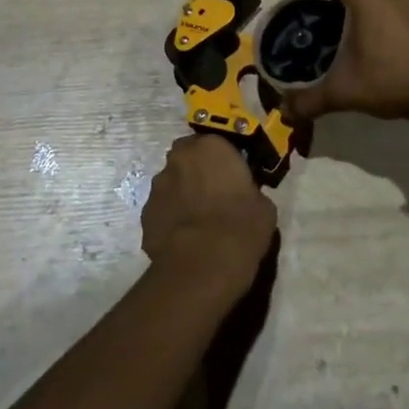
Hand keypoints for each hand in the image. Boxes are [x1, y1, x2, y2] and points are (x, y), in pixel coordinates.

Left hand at [141, 135, 276, 295]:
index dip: (223, 160)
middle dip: (197, 170)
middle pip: (188, 157)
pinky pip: (162, 209)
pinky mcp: (145, 214)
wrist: (202, 266)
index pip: (217, 142)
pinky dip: (171, 217)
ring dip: (182, 193)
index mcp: (211, 147)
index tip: (232, 177)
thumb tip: (245, 197)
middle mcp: (179, 158)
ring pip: (172, 182)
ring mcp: (158, 186)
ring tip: (197, 220)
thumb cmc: (240, 228)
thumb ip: (250, 191)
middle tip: (213, 194)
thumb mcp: (263, 206)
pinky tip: (184, 238)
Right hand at [281, 0, 408, 123]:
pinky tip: (368, 45)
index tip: (304, 6)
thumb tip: (284, 111)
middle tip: (318, 29)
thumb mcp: (343, 92)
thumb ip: (308, 100)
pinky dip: (371, 15)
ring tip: (340, 39)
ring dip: (351, 8)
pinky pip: (385, 2)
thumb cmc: (389, 80)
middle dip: (329, 0)